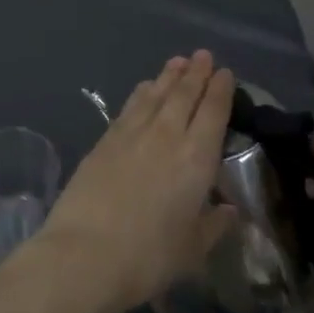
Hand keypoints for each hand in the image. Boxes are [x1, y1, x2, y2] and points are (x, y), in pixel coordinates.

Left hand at [34, 51, 237, 312]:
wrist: (85, 253)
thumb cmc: (149, 257)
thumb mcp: (192, 249)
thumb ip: (213, 225)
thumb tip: (228, 209)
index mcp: (196, 158)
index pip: (212, 113)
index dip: (220, 90)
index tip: (225, 73)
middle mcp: (165, 135)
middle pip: (183, 95)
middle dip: (195, 73)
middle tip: (203, 55)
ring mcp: (131, 134)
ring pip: (155, 94)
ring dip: (168, 76)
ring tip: (177, 61)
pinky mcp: (104, 140)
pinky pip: (129, 106)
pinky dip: (141, 93)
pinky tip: (144, 88)